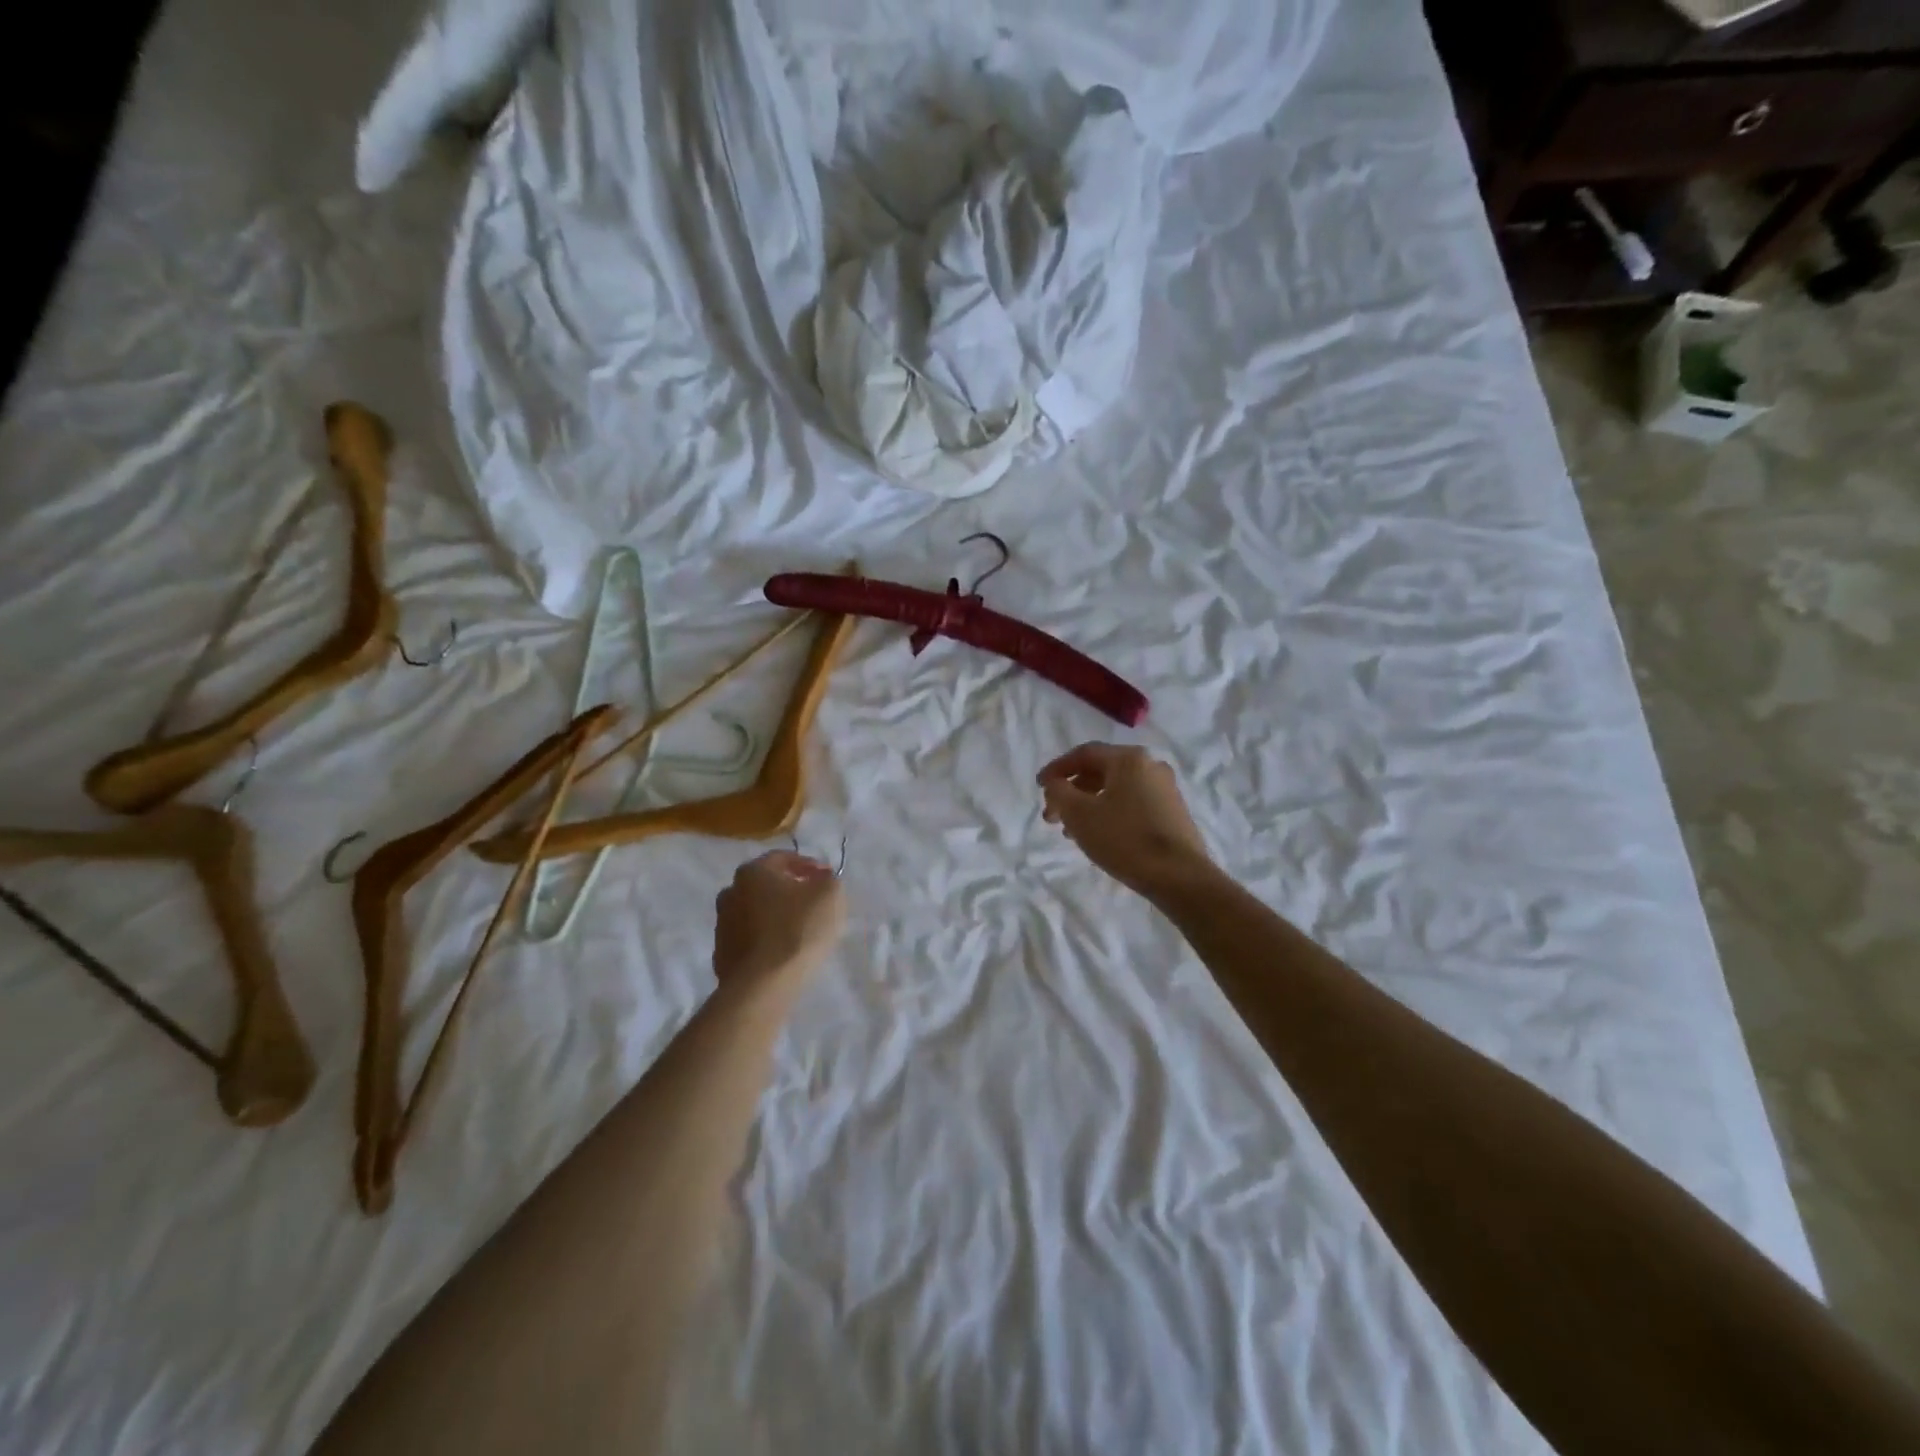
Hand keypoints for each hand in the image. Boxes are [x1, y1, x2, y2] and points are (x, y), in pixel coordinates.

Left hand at [712, 851, 846, 991]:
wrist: (762, 986)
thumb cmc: (798, 930)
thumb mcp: (830, 895)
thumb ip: (828, 880)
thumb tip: (820, 879)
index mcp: (753, 871)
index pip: (783, 858)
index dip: (809, 865)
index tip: (827, 879)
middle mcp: (731, 892)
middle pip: (766, 885)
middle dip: (789, 890)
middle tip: (813, 903)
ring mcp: (722, 925)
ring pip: (755, 913)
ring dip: (775, 916)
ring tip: (799, 931)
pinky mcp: (721, 955)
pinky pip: (749, 940)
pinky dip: (765, 940)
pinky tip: (782, 952)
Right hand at [1038, 743, 1214, 899]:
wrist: (1179, 876)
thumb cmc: (1124, 839)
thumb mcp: (1079, 814)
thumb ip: (1059, 792)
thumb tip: (1055, 784)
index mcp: (1129, 758)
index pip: (1084, 754)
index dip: (1056, 768)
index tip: (1039, 787)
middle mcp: (1150, 766)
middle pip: (1101, 772)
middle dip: (1071, 792)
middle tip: (1051, 816)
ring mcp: (1165, 789)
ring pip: (1116, 790)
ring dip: (1088, 805)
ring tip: (1070, 832)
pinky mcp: (1173, 812)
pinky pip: (1132, 803)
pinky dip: (1109, 813)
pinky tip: (1099, 836)